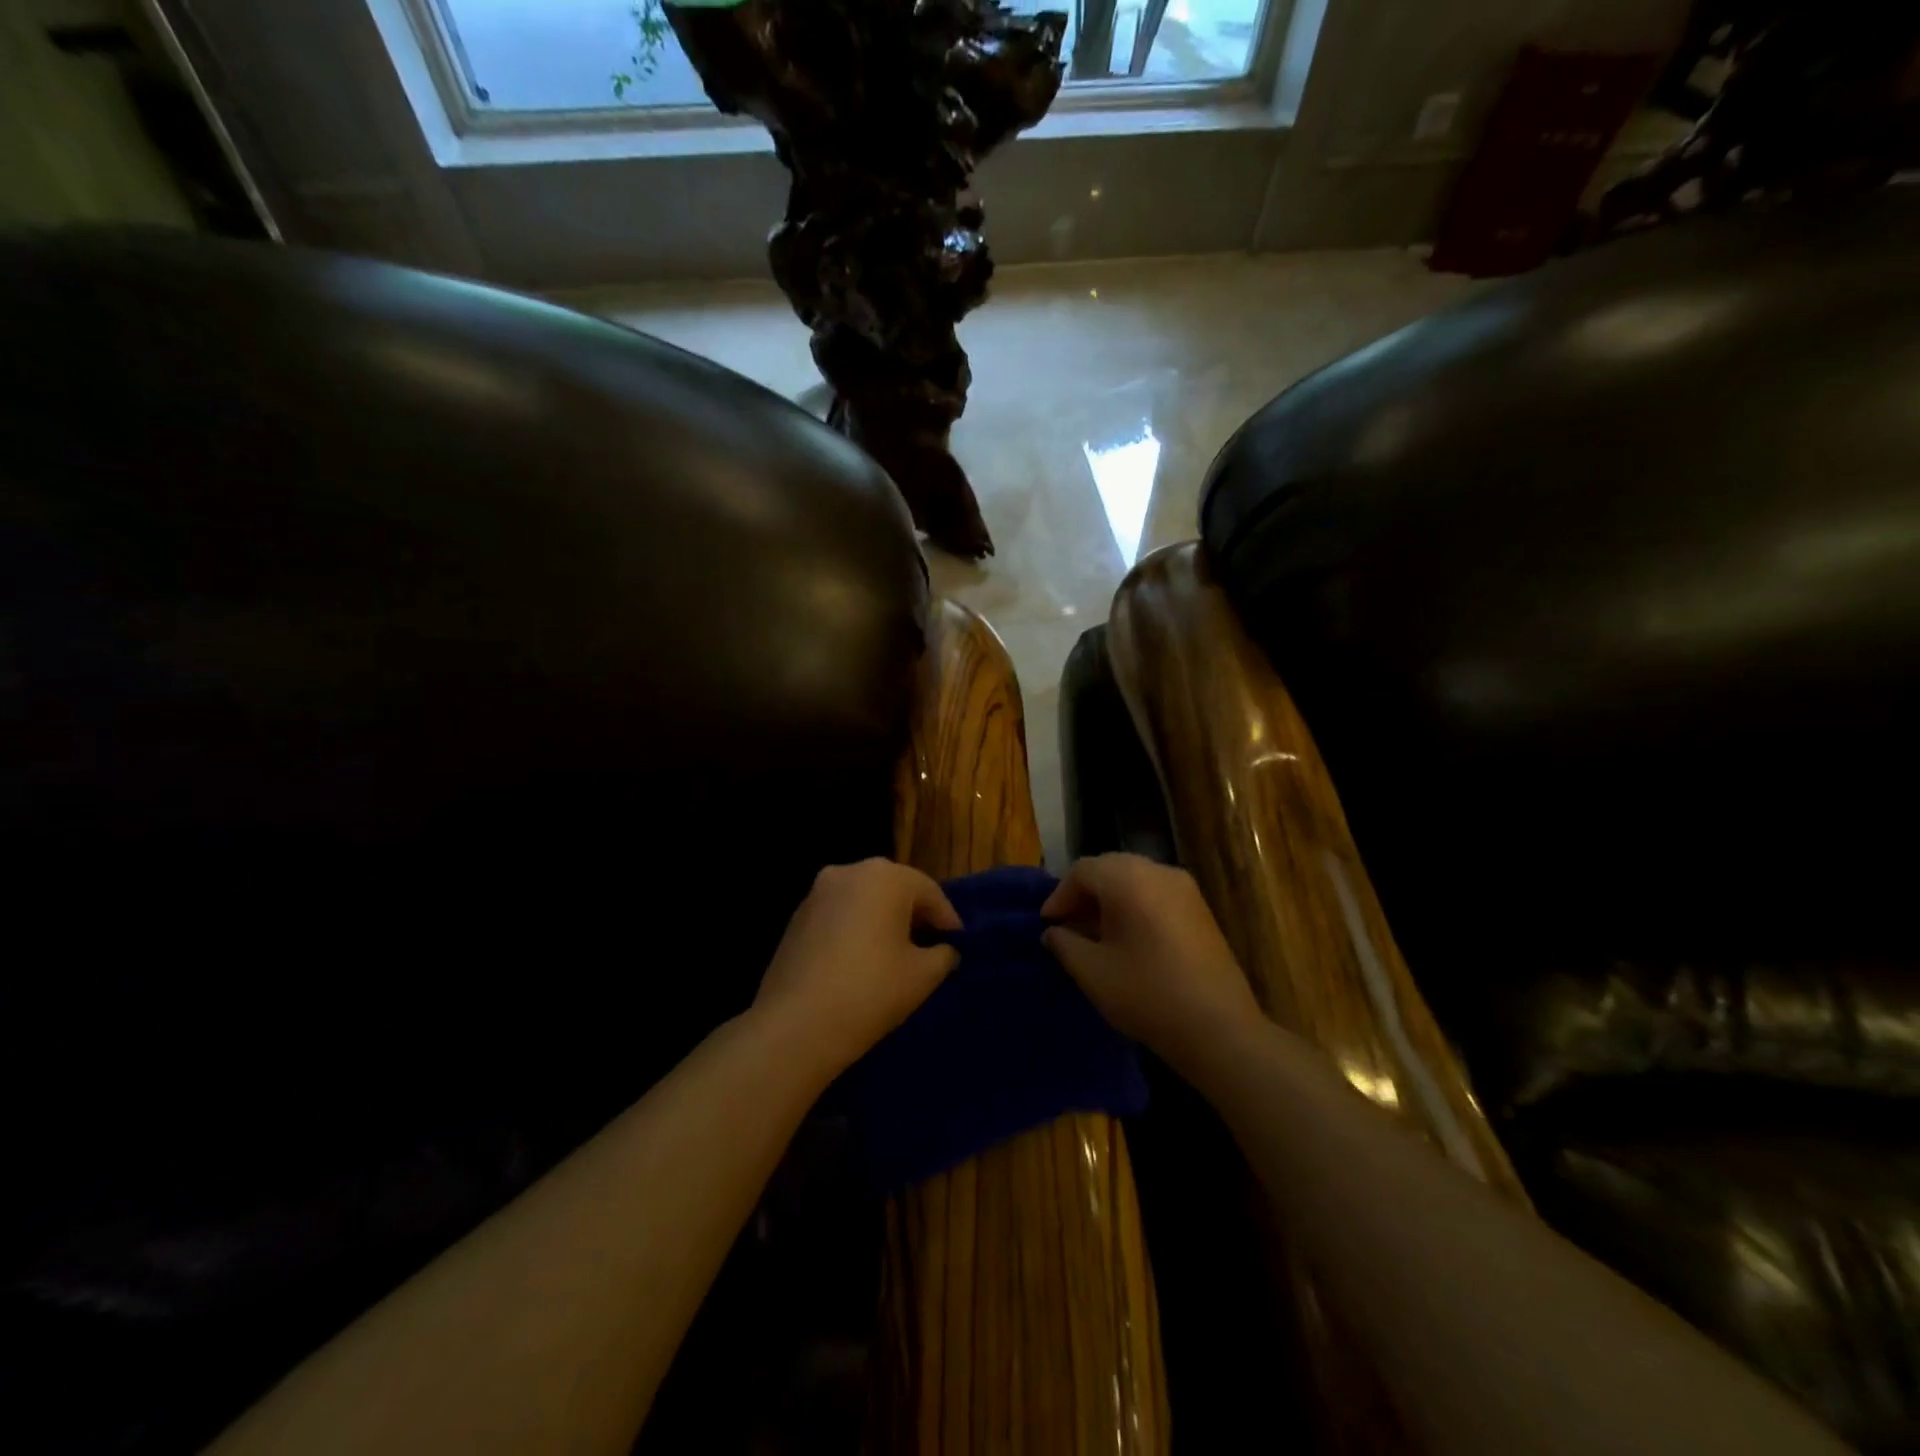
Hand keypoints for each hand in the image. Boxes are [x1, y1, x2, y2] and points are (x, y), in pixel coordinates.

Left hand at [753, 858, 961, 1078]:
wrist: (796, 1024)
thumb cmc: (870, 991)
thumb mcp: (923, 976)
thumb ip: (944, 955)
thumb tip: (945, 950)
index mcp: (886, 876)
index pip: (930, 892)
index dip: (948, 920)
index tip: (958, 945)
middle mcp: (850, 872)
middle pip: (895, 889)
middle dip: (915, 916)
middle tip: (930, 947)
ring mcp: (818, 892)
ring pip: (864, 900)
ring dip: (883, 920)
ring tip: (896, 955)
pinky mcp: (797, 916)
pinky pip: (839, 914)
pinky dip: (855, 928)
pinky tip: (861, 960)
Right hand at [1042, 854, 1263, 1078]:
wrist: (1219, 1028)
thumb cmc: (1147, 994)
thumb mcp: (1092, 972)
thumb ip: (1064, 944)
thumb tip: (1053, 932)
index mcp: (1129, 879)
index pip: (1082, 871)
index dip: (1059, 896)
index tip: (1047, 926)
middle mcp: (1159, 871)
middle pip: (1109, 869)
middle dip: (1083, 894)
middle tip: (1066, 926)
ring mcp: (1185, 888)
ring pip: (1134, 880)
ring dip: (1108, 900)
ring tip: (1093, 934)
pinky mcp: (1200, 909)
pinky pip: (1155, 893)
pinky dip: (1133, 906)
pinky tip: (1126, 939)